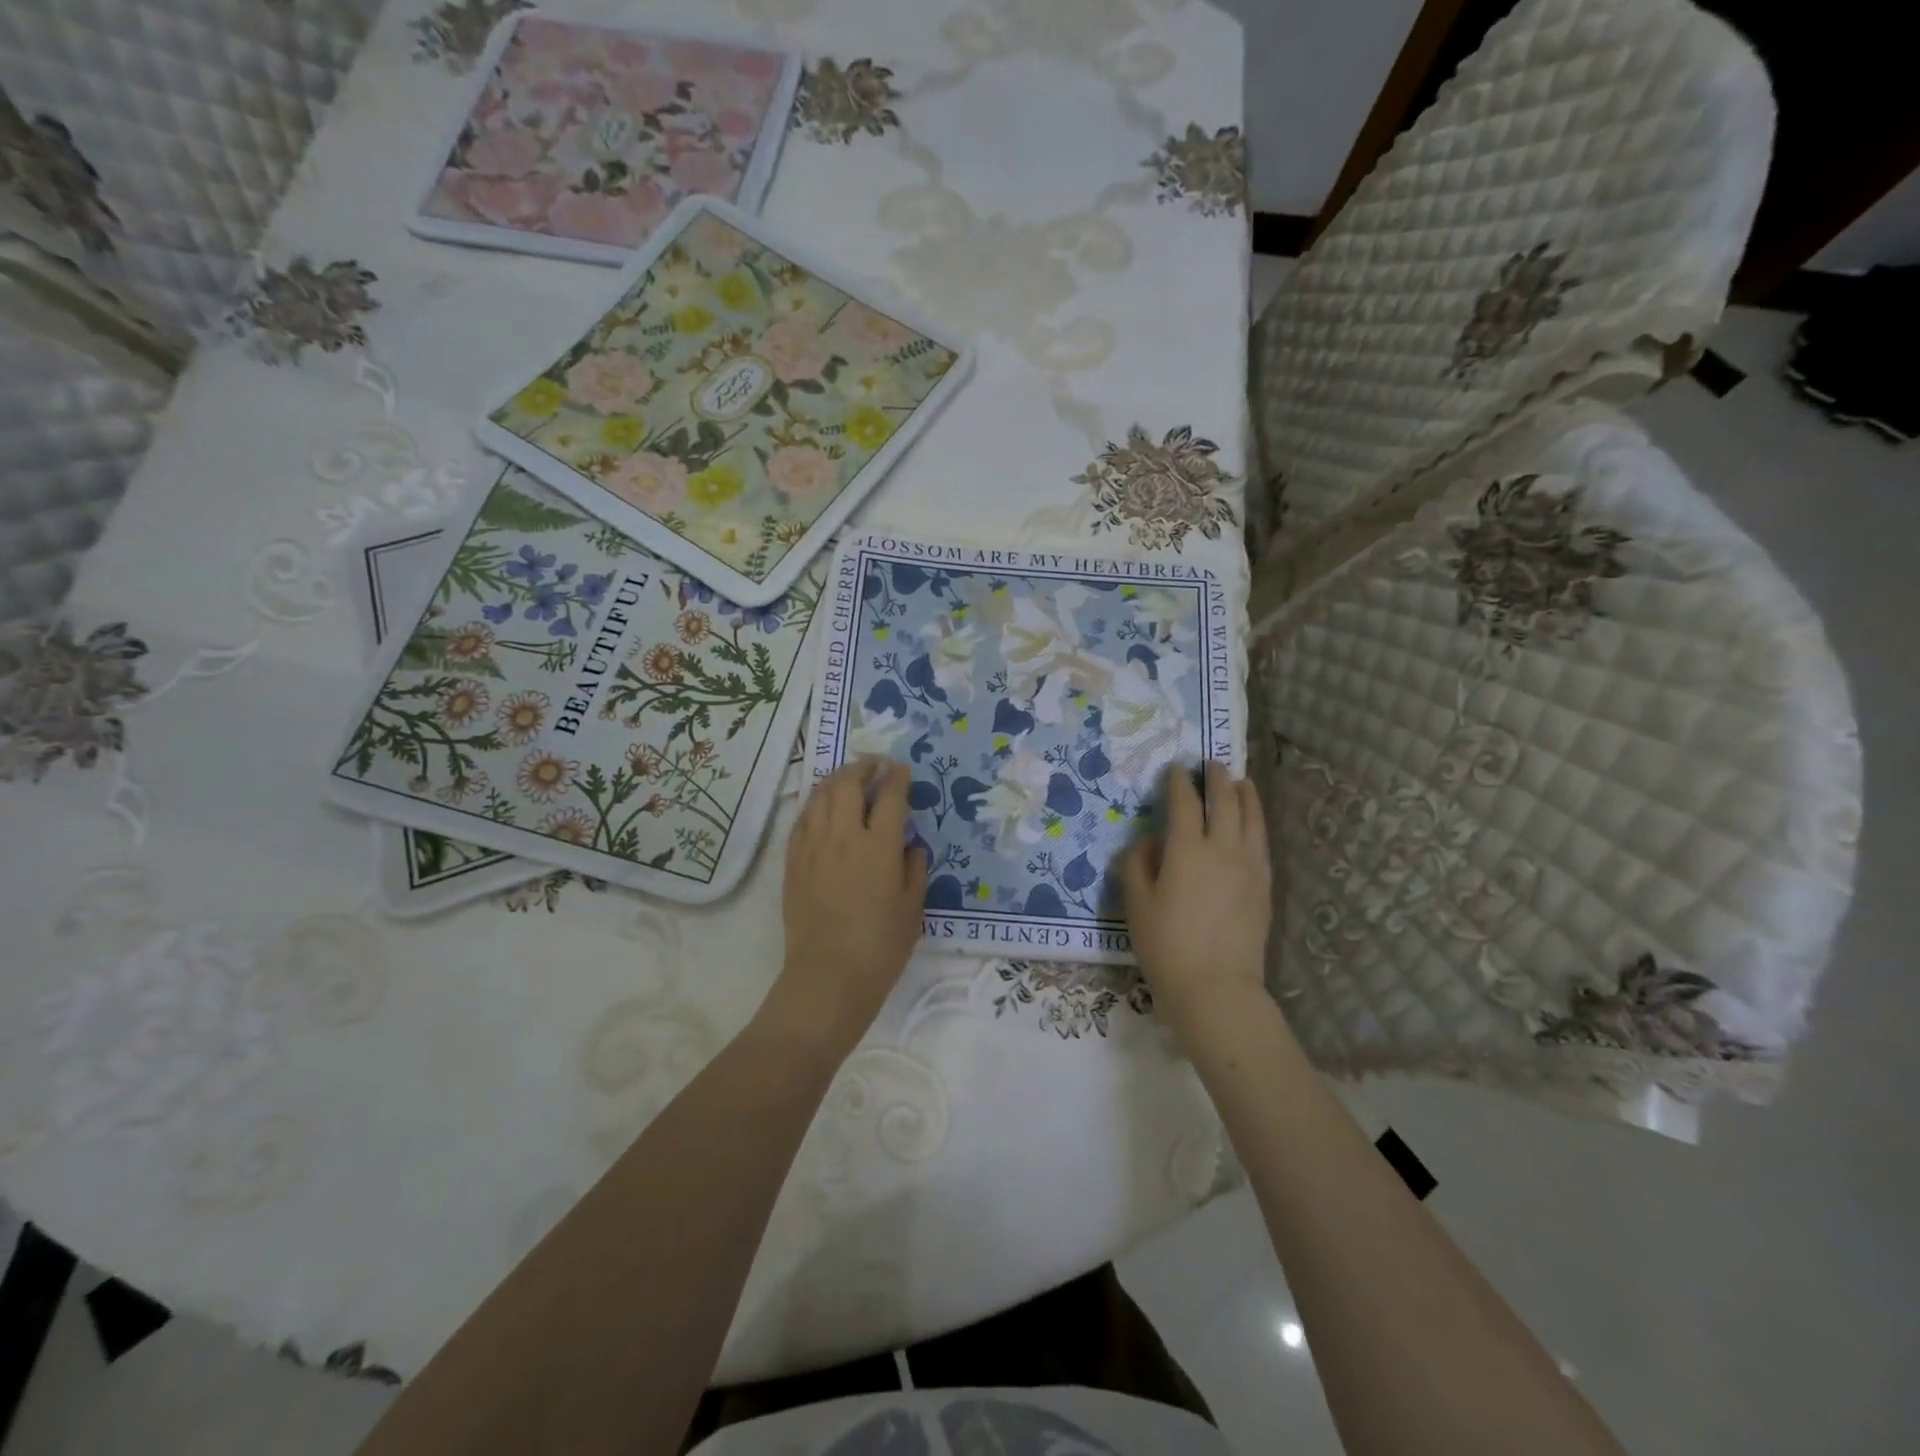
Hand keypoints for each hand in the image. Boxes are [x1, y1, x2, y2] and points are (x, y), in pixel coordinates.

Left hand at [769, 759, 928, 1055]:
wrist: (828, 977)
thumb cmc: (880, 947)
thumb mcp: (913, 908)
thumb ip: (914, 869)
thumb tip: (910, 845)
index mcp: (879, 847)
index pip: (890, 797)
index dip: (897, 778)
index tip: (902, 769)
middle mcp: (844, 837)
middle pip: (849, 785)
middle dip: (863, 767)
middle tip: (874, 765)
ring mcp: (813, 847)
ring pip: (821, 796)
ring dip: (837, 779)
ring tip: (848, 777)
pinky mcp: (793, 862)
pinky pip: (802, 820)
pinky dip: (815, 804)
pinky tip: (822, 807)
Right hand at [1121, 761, 1272, 1035]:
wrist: (1216, 987)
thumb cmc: (1166, 945)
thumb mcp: (1136, 903)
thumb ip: (1138, 863)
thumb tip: (1152, 841)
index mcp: (1187, 850)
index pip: (1185, 803)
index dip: (1179, 782)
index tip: (1175, 769)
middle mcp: (1223, 849)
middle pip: (1226, 801)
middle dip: (1217, 778)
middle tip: (1211, 764)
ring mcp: (1250, 866)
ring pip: (1252, 817)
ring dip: (1245, 794)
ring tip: (1241, 781)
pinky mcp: (1265, 885)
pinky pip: (1262, 842)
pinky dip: (1257, 822)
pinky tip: (1252, 822)